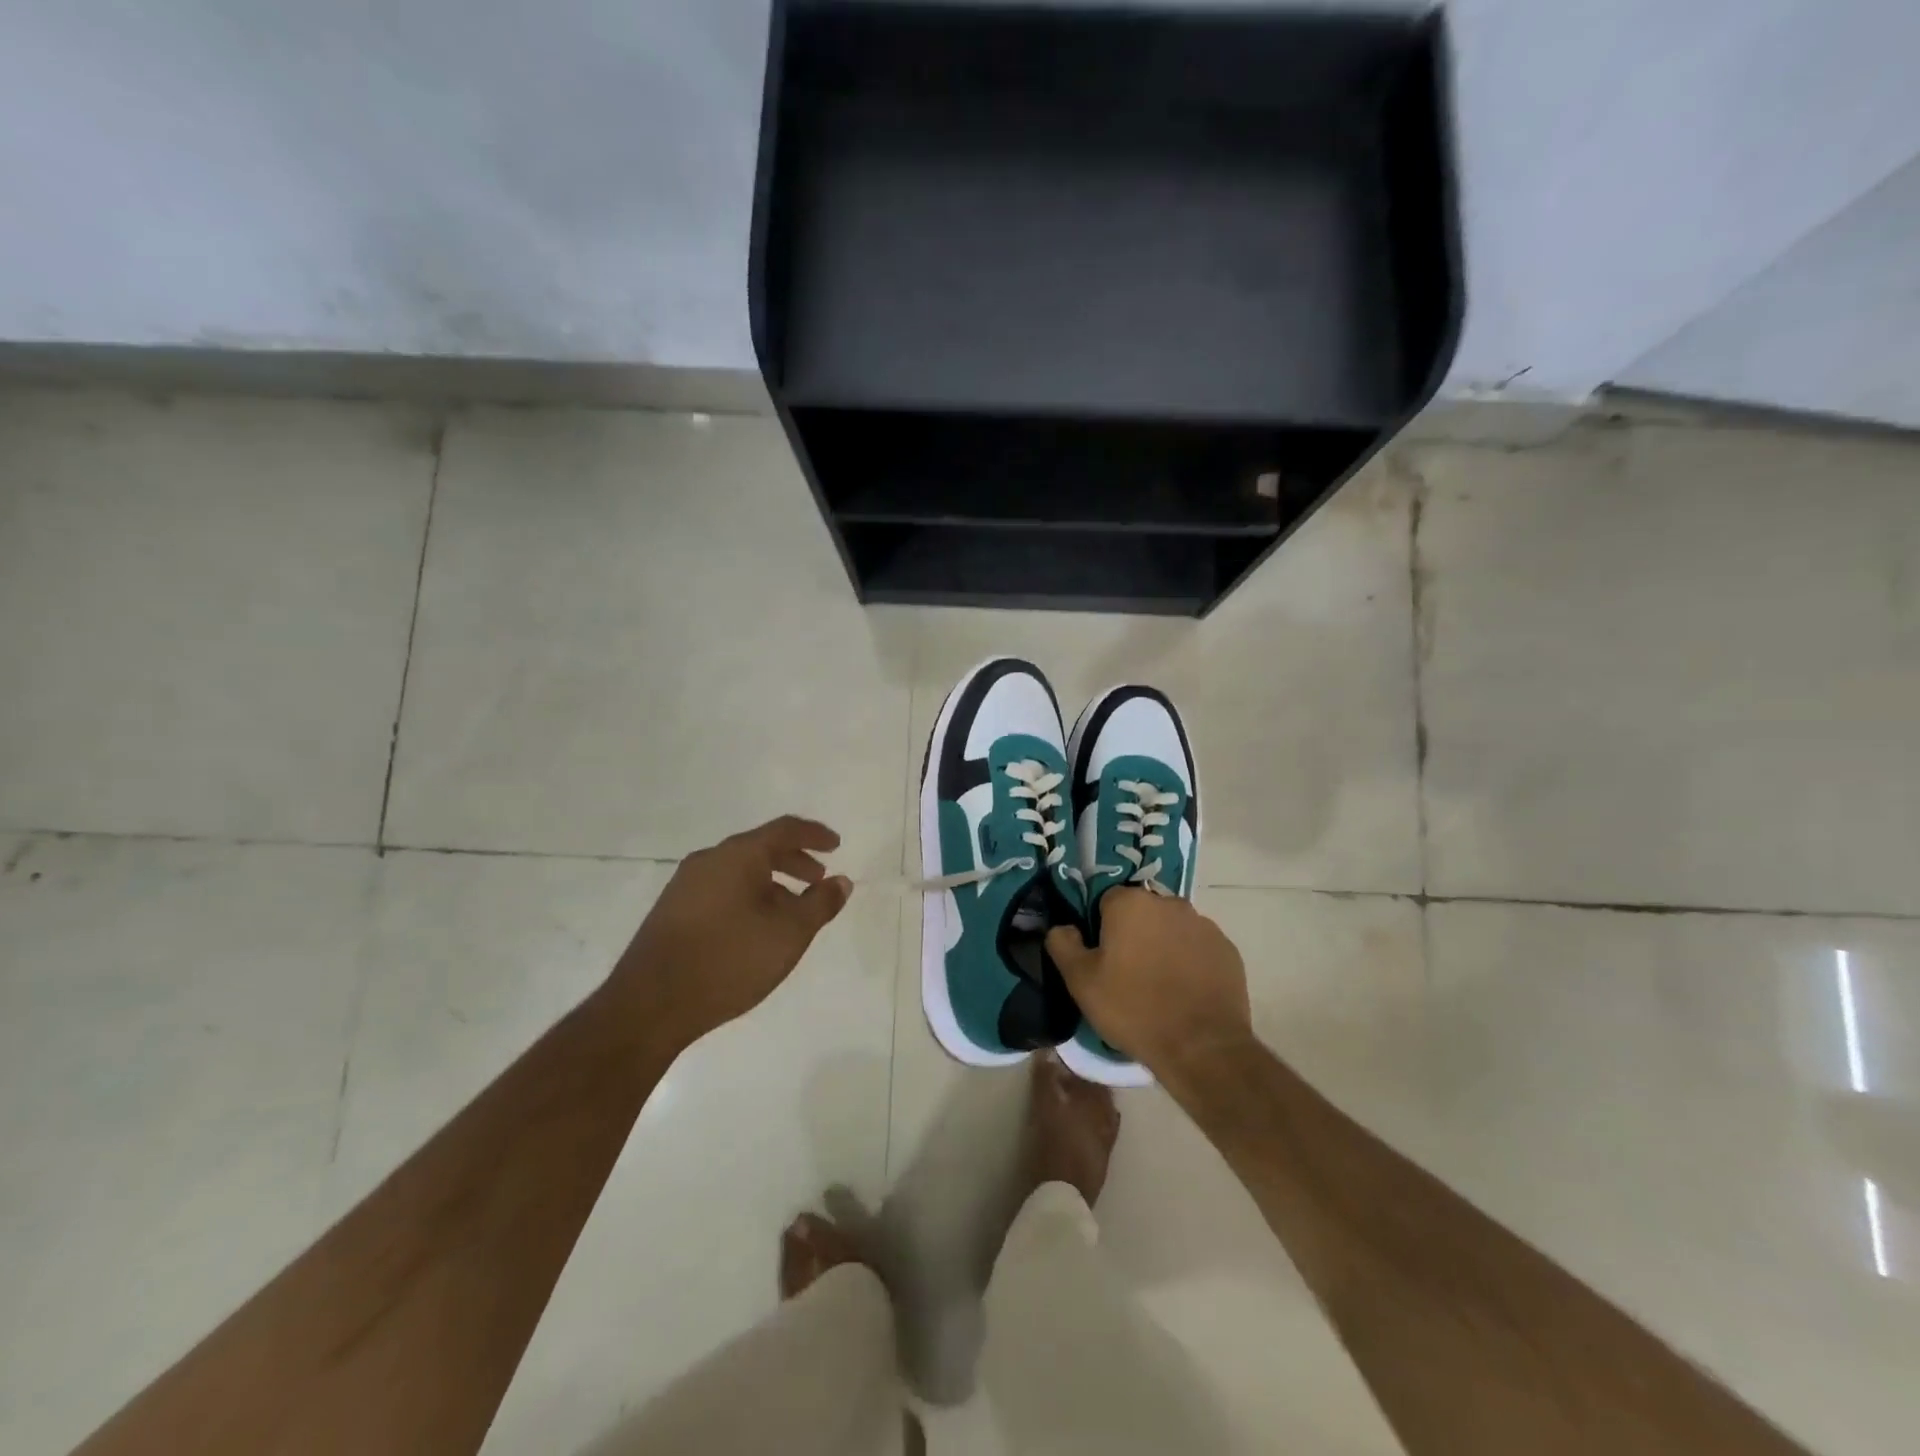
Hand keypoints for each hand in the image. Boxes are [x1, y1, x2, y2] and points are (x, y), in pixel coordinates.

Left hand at [615, 816, 852, 1046]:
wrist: (650, 1004)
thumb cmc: (729, 959)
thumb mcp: (789, 933)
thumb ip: (820, 904)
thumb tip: (841, 882)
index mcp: (737, 855)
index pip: (784, 830)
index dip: (814, 835)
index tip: (836, 845)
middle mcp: (709, 860)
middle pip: (759, 848)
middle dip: (794, 861)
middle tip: (818, 878)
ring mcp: (685, 885)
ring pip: (739, 871)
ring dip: (772, 883)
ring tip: (791, 910)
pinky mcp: (672, 911)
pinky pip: (721, 890)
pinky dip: (748, 896)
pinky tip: (756, 928)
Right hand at [1045, 888, 1251, 1073]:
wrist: (1201, 1047)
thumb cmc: (1133, 1008)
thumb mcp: (1081, 982)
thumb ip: (1063, 945)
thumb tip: (1062, 927)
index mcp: (1131, 903)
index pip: (1106, 901)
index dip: (1100, 928)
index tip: (1101, 957)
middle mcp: (1169, 903)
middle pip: (1141, 911)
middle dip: (1133, 933)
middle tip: (1126, 973)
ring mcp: (1203, 925)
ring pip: (1171, 928)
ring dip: (1162, 945)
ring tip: (1158, 985)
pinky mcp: (1227, 949)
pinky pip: (1198, 947)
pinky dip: (1189, 961)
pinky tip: (1184, 992)